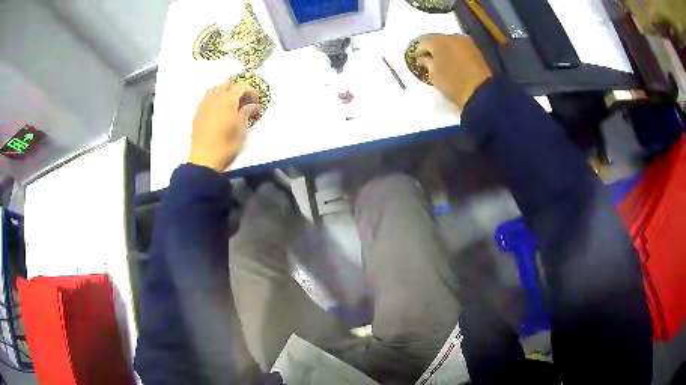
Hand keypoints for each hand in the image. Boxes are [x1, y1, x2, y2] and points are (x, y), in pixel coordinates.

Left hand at [188, 80, 259, 171]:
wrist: (204, 159)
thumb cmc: (226, 145)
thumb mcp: (241, 129)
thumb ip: (247, 113)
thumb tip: (254, 105)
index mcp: (228, 100)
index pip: (241, 86)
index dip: (251, 91)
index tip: (256, 100)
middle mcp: (215, 98)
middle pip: (227, 85)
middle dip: (237, 89)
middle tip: (244, 100)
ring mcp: (204, 105)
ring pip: (215, 89)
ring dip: (224, 92)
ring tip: (230, 103)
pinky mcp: (197, 113)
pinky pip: (206, 98)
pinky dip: (214, 99)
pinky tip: (217, 110)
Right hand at [417, 35, 492, 108]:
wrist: (479, 92)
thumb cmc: (452, 82)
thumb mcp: (433, 74)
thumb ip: (426, 63)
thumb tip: (424, 58)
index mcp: (438, 41)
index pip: (423, 44)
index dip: (419, 53)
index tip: (418, 61)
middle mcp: (452, 37)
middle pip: (438, 41)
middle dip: (434, 50)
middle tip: (431, 61)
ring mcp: (466, 43)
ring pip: (451, 44)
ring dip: (446, 51)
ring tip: (444, 62)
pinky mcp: (477, 50)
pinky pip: (461, 49)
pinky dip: (457, 54)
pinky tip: (455, 63)